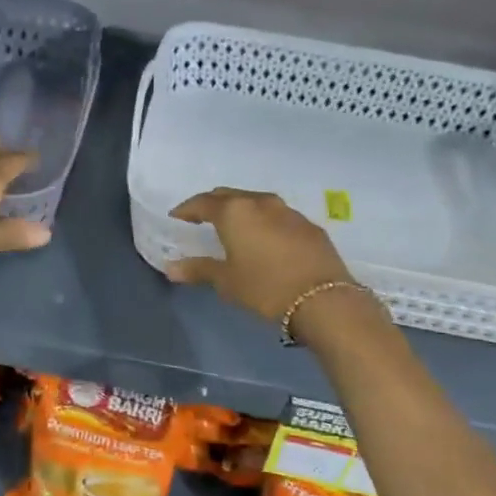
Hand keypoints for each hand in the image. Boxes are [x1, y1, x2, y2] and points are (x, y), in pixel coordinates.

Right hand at [165, 188, 353, 321]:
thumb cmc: (265, 287)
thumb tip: (171, 267)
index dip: (186, 210)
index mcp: (235, 211)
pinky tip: (265, 241)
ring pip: (256, 202)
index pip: (202, 202)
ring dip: (241, 211)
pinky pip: (277, 216)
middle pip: (229, 196)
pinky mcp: (309, 225)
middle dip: (212, 205)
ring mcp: (288, 211)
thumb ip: (198, 269)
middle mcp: (260, 203)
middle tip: (201, 221)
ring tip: (233, 229)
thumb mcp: (227, 281)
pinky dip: (264, 222)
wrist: (324, 299)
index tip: (176, 219)